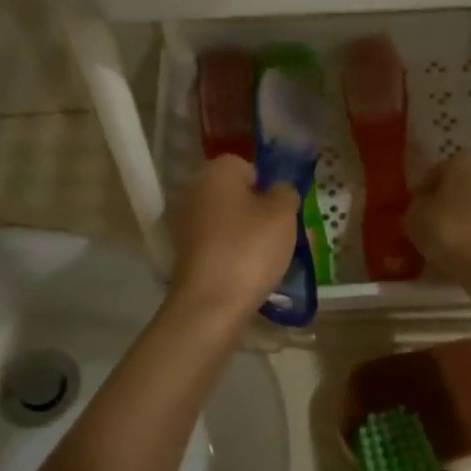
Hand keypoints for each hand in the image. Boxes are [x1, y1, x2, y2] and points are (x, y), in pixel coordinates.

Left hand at [169, 155, 299, 317]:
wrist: (210, 304)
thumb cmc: (249, 248)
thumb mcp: (283, 214)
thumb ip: (286, 192)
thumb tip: (278, 189)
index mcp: (216, 172)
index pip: (247, 166)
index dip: (269, 185)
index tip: (283, 209)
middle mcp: (194, 191)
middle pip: (235, 194)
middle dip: (259, 210)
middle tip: (282, 233)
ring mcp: (185, 224)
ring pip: (228, 221)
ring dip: (247, 234)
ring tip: (270, 257)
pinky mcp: (185, 254)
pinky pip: (218, 244)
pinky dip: (233, 253)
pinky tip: (249, 272)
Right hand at [406, 152, 470, 284]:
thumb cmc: (449, 231)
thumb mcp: (414, 217)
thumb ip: (414, 207)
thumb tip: (421, 209)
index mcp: (462, 160)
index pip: (431, 175)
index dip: (418, 196)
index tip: (410, 216)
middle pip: (454, 189)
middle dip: (440, 207)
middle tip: (424, 230)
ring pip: (469, 208)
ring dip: (456, 222)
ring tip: (440, 246)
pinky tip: (459, 254)